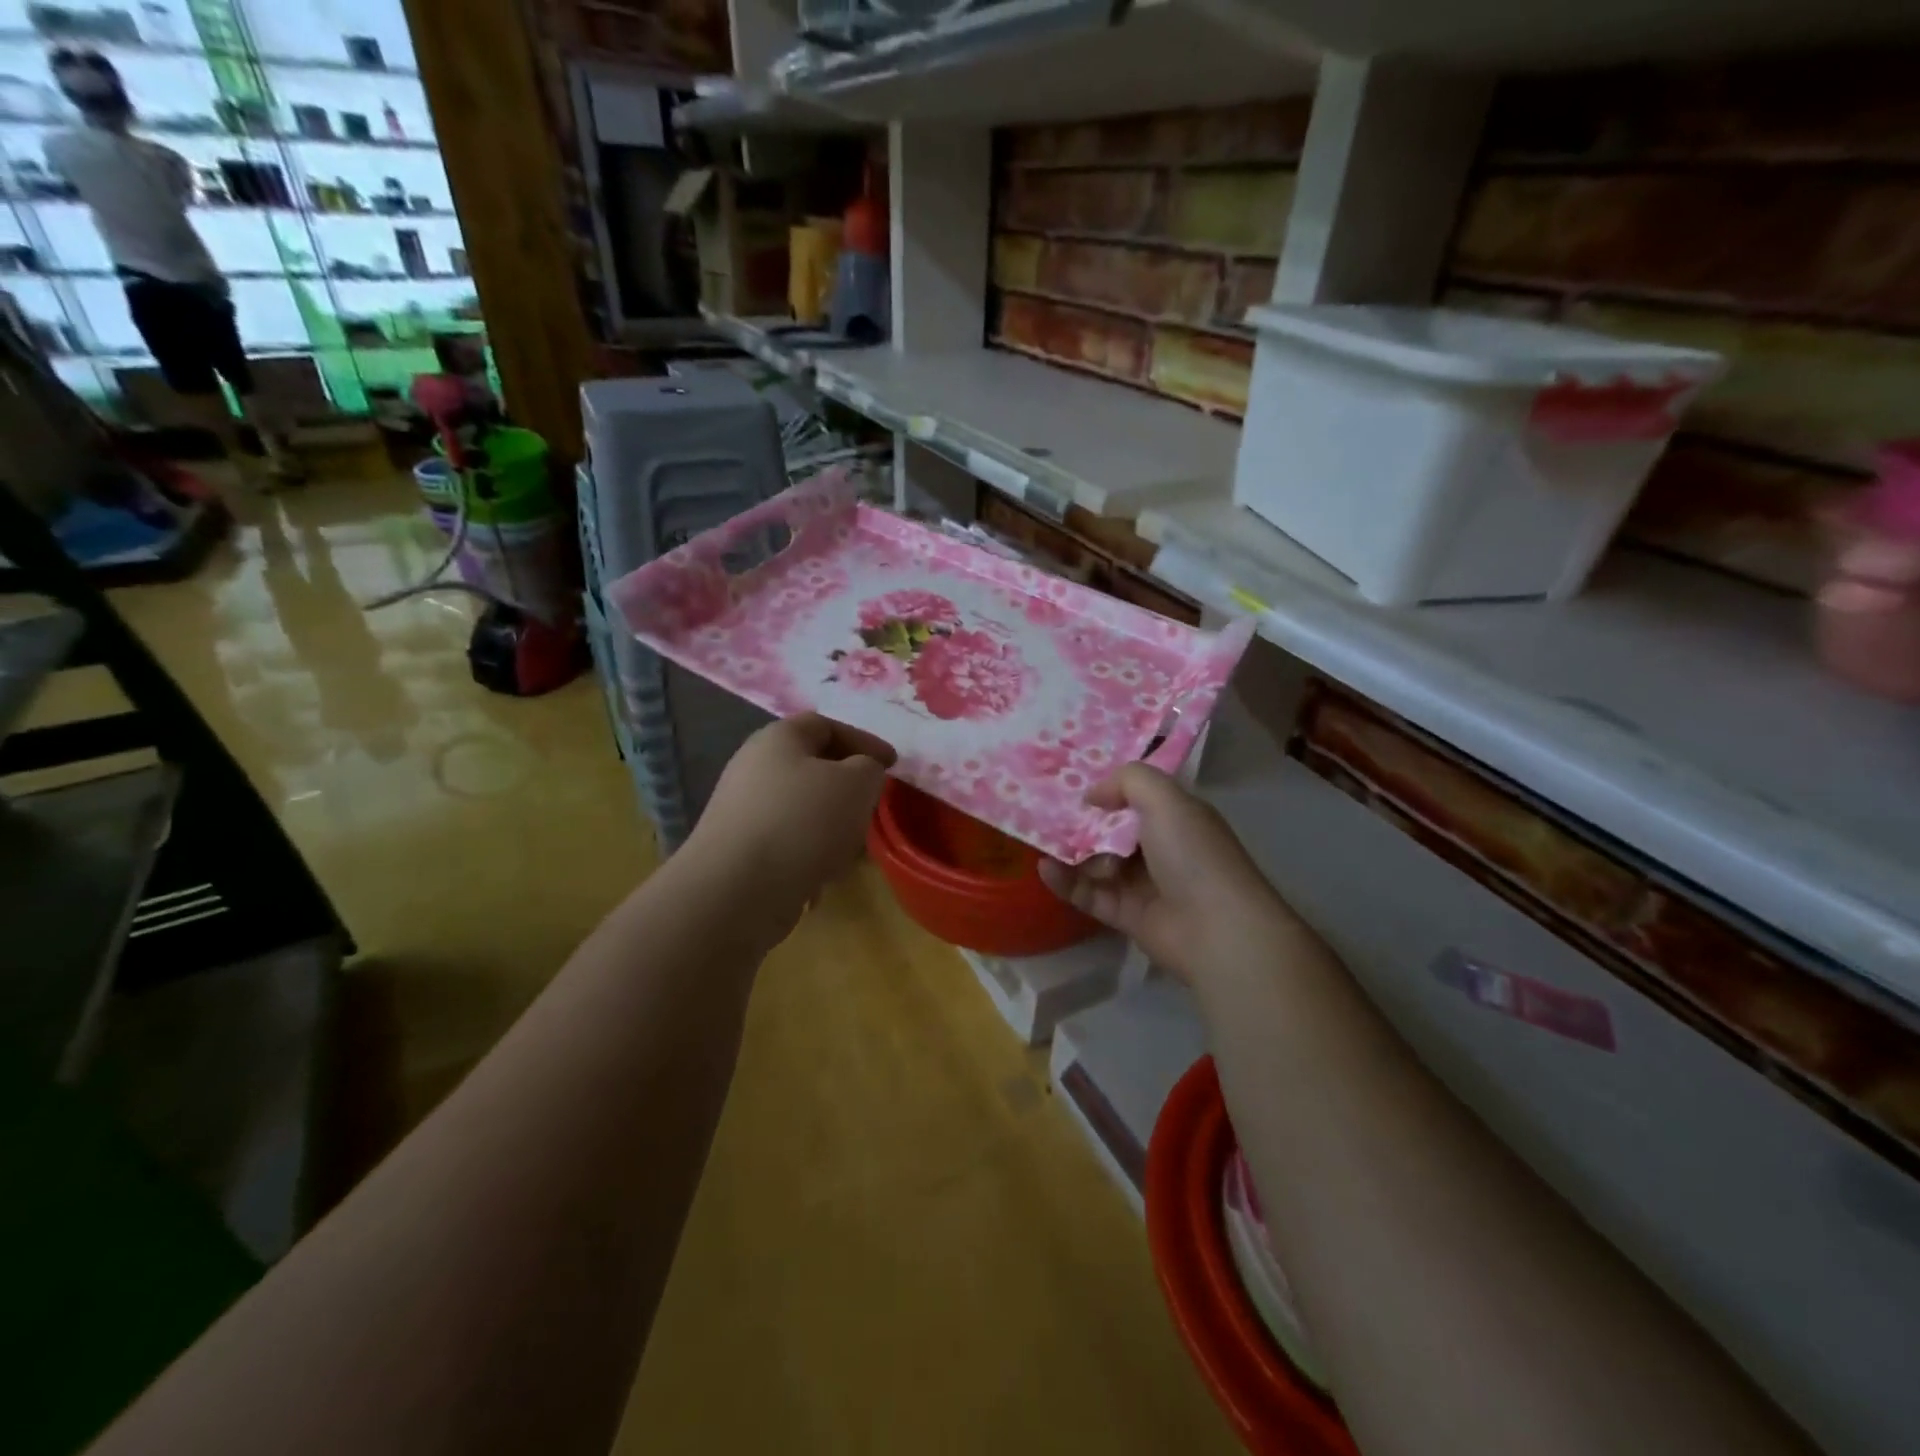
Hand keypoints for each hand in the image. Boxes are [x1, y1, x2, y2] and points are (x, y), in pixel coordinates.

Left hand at [686, 712, 895, 919]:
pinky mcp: (738, 851)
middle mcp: (753, 768)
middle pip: (811, 768)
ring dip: (831, 826)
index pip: (825, 724)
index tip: (892, 765)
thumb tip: (860, 774)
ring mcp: (742, 811)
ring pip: (801, 809)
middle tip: (871, 806)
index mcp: (778, 739)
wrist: (737, 890)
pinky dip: (809, 855)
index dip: (863, 740)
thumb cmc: (803, 821)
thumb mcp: (857, 784)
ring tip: (851, 851)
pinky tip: (821, 879)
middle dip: (847, 788)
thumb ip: (869, 769)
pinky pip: (785, 843)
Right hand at [1039, 765, 1294, 982]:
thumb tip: (1093, 794)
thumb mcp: (1165, 799)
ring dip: (1070, 852)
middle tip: (1044, 812)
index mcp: (1176, 817)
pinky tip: (1044, 868)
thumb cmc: (1193, 854)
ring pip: (1096, 862)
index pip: (1136, 798)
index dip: (1106, 790)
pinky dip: (1066, 881)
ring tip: (1043, 841)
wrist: (1216, 929)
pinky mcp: (1125, 915)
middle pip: (1111, 830)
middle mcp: (1160, 848)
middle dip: (1081, 822)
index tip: (1070, 784)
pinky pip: (1089, 894)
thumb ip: (1128, 781)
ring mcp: (1142, 884)